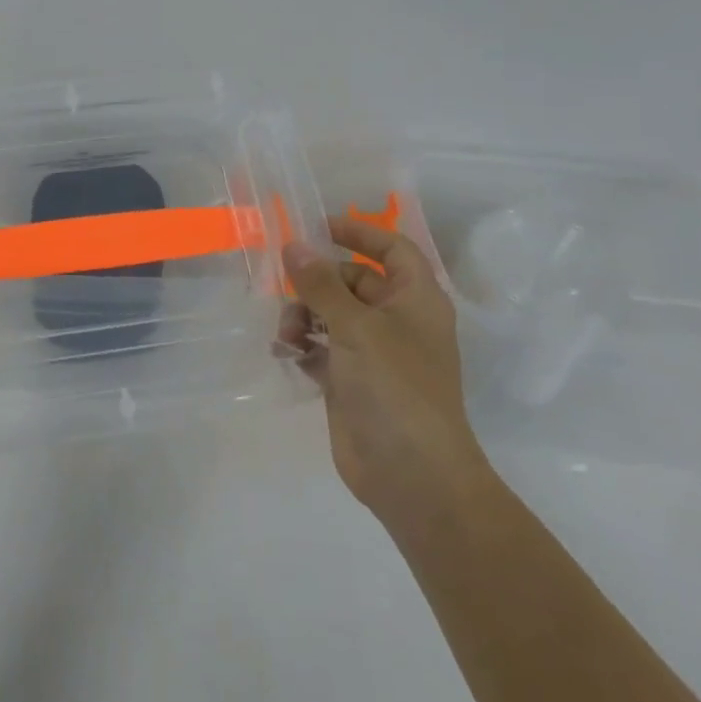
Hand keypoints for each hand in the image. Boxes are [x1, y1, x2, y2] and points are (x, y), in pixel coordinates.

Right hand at [278, 217, 490, 525]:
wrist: (411, 474)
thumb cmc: (395, 387)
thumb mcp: (356, 326)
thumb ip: (320, 284)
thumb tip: (293, 245)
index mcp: (416, 300)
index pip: (393, 249)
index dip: (360, 233)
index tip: (318, 226)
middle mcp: (397, 321)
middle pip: (352, 281)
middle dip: (317, 282)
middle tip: (286, 287)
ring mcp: (374, 353)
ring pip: (331, 314)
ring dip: (303, 315)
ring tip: (288, 334)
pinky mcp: (351, 381)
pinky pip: (320, 347)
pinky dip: (302, 344)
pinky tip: (284, 351)